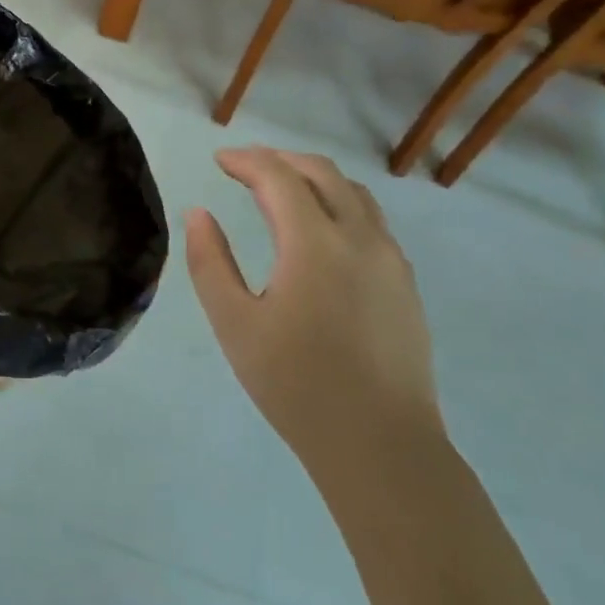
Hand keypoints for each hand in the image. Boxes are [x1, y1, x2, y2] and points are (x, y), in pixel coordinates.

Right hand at [185, 147, 442, 485]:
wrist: (380, 445)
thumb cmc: (296, 385)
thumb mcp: (234, 325)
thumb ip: (210, 262)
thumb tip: (198, 214)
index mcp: (314, 243)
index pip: (279, 177)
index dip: (246, 160)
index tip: (219, 160)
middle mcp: (359, 238)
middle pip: (322, 173)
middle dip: (281, 160)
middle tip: (246, 166)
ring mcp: (390, 260)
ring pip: (355, 193)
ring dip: (315, 178)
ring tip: (284, 188)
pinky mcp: (406, 284)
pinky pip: (373, 221)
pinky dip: (341, 204)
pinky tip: (323, 231)